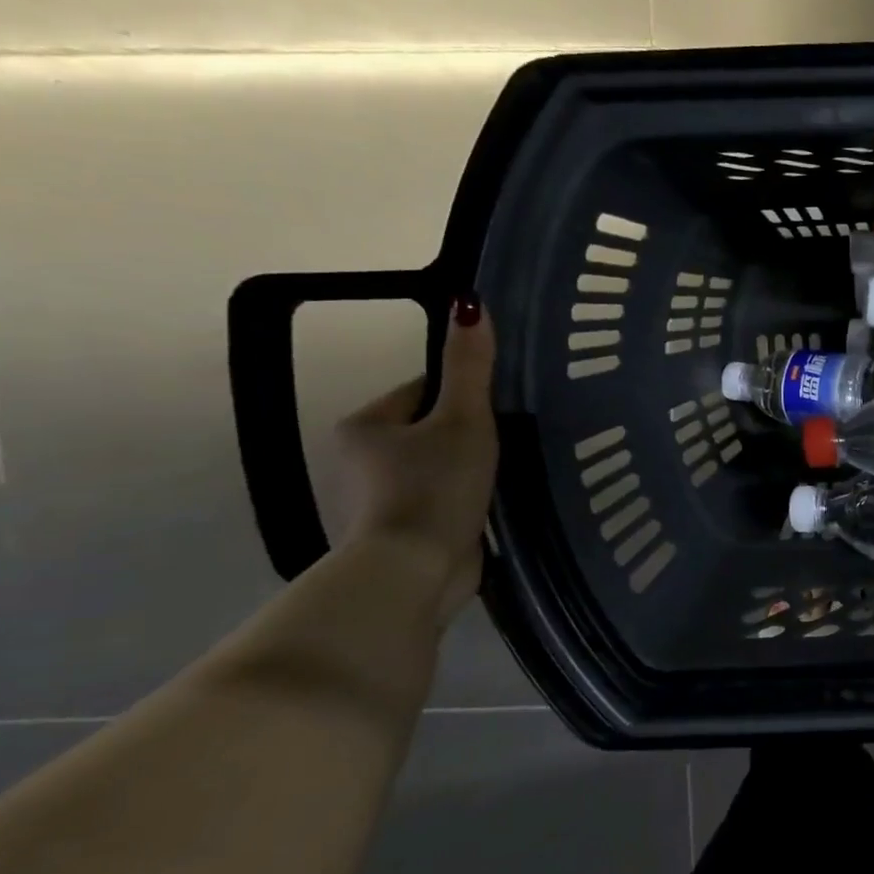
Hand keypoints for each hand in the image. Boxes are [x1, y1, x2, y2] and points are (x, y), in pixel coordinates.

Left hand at [332, 297, 497, 624]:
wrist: (415, 569)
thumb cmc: (435, 486)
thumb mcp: (462, 420)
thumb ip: (470, 367)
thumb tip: (470, 303)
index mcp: (366, 424)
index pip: (425, 389)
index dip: (468, 394)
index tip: (502, 410)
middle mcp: (362, 458)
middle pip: (433, 428)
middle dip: (472, 434)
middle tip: (510, 444)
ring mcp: (381, 497)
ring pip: (440, 465)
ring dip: (471, 468)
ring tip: (506, 474)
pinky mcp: (403, 529)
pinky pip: (443, 497)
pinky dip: (466, 498)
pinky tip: (490, 505)